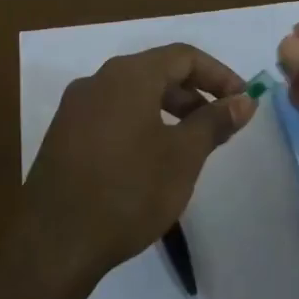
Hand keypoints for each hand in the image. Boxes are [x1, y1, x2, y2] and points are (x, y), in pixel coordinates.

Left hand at [18, 43, 256, 288]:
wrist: (55, 242)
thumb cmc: (129, 192)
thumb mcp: (183, 156)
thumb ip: (214, 122)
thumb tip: (244, 100)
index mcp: (127, 76)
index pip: (182, 56)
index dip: (219, 75)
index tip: (243, 102)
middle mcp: (96, 81)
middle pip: (155, 72)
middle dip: (194, 94)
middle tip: (220, 127)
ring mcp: (74, 109)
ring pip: (132, 96)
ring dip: (168, 111)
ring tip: (190, 146)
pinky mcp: (63, 137)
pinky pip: (111, 116)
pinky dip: (141, 125)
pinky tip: (151, 161)